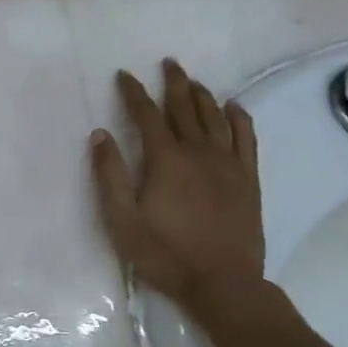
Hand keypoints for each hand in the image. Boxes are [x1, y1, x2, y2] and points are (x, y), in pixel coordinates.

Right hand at [90, 60, 272, 323]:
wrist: (223, 284)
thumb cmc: (164, 253)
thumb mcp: (122, 219)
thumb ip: (110, 175)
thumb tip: (100, 134)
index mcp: (165, 160)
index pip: (146, 115)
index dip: (134, 93)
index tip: (124, 75)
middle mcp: (198, 152)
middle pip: (184, 108)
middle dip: (173, 83)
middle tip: (168, 63)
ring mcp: (227, 164)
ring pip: (215, 118)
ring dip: (203, 95)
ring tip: (193, 80)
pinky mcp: (247, 180)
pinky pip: (246, 139)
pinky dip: (239, 118)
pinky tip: (233, 107)